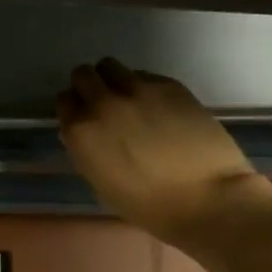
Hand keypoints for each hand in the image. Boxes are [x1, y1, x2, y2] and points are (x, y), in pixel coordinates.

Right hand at [57, 58, 271, 244]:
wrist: (207, 198)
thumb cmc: (150, 206)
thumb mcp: (102, 183)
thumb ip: (87, 150)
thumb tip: (87, 133)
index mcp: (82, 131)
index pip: (64, 101)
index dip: (75, 109)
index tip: (85, 119)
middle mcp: (104, 102)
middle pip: (83, 74)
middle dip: (89, 87)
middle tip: (104, 105)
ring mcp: (137, 89)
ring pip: (111, 66)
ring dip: (114, 80)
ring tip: (130, 101)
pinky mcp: (168, 85)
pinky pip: (144, 75)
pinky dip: (143, 86)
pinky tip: (159, 108)